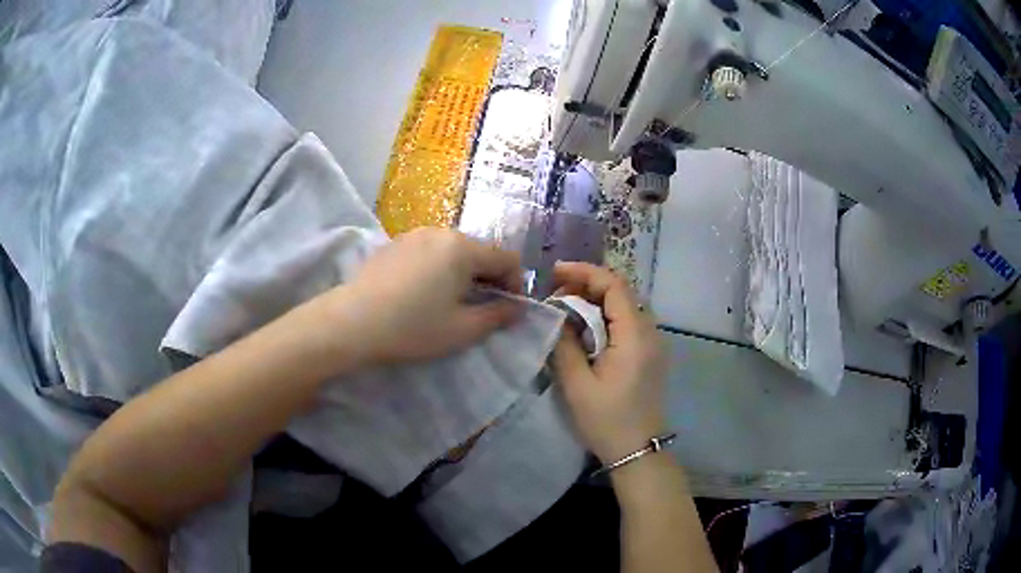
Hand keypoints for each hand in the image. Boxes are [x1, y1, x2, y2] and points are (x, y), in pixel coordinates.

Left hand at [328, 228, 523, 364]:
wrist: (352, 322)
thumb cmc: (412, 327)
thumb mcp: (462, 330)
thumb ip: (497, 316)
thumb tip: (517, 308)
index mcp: (463, 248)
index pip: (507, 258)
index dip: (516, 284)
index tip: (509, 309)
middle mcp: (441, 232)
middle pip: (480, 251)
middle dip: (489, 278)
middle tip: (482, 308)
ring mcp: (414, 234)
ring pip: (453, 250)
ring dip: (463, 272)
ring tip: (451, 300)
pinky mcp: (394, 243)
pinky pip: (429, 251)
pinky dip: (439, 268)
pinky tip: (423, 292)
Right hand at [552, 262, 667, 463]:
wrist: (637, 450)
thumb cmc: (607, 421)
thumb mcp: (577, 385)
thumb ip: (565, 344)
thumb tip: (557, 316)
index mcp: (634, 336)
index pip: (614, 285)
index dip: (585, 272)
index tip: (555, 273)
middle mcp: (650, 332)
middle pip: (622, 291)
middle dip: (588, 283)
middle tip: (556, 292)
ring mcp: (653, 342)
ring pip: (626, 305)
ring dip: (597, 298)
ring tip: (566, 305)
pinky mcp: (650, 353)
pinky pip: (629, 321)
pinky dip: (606, 314)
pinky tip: (586, 326)